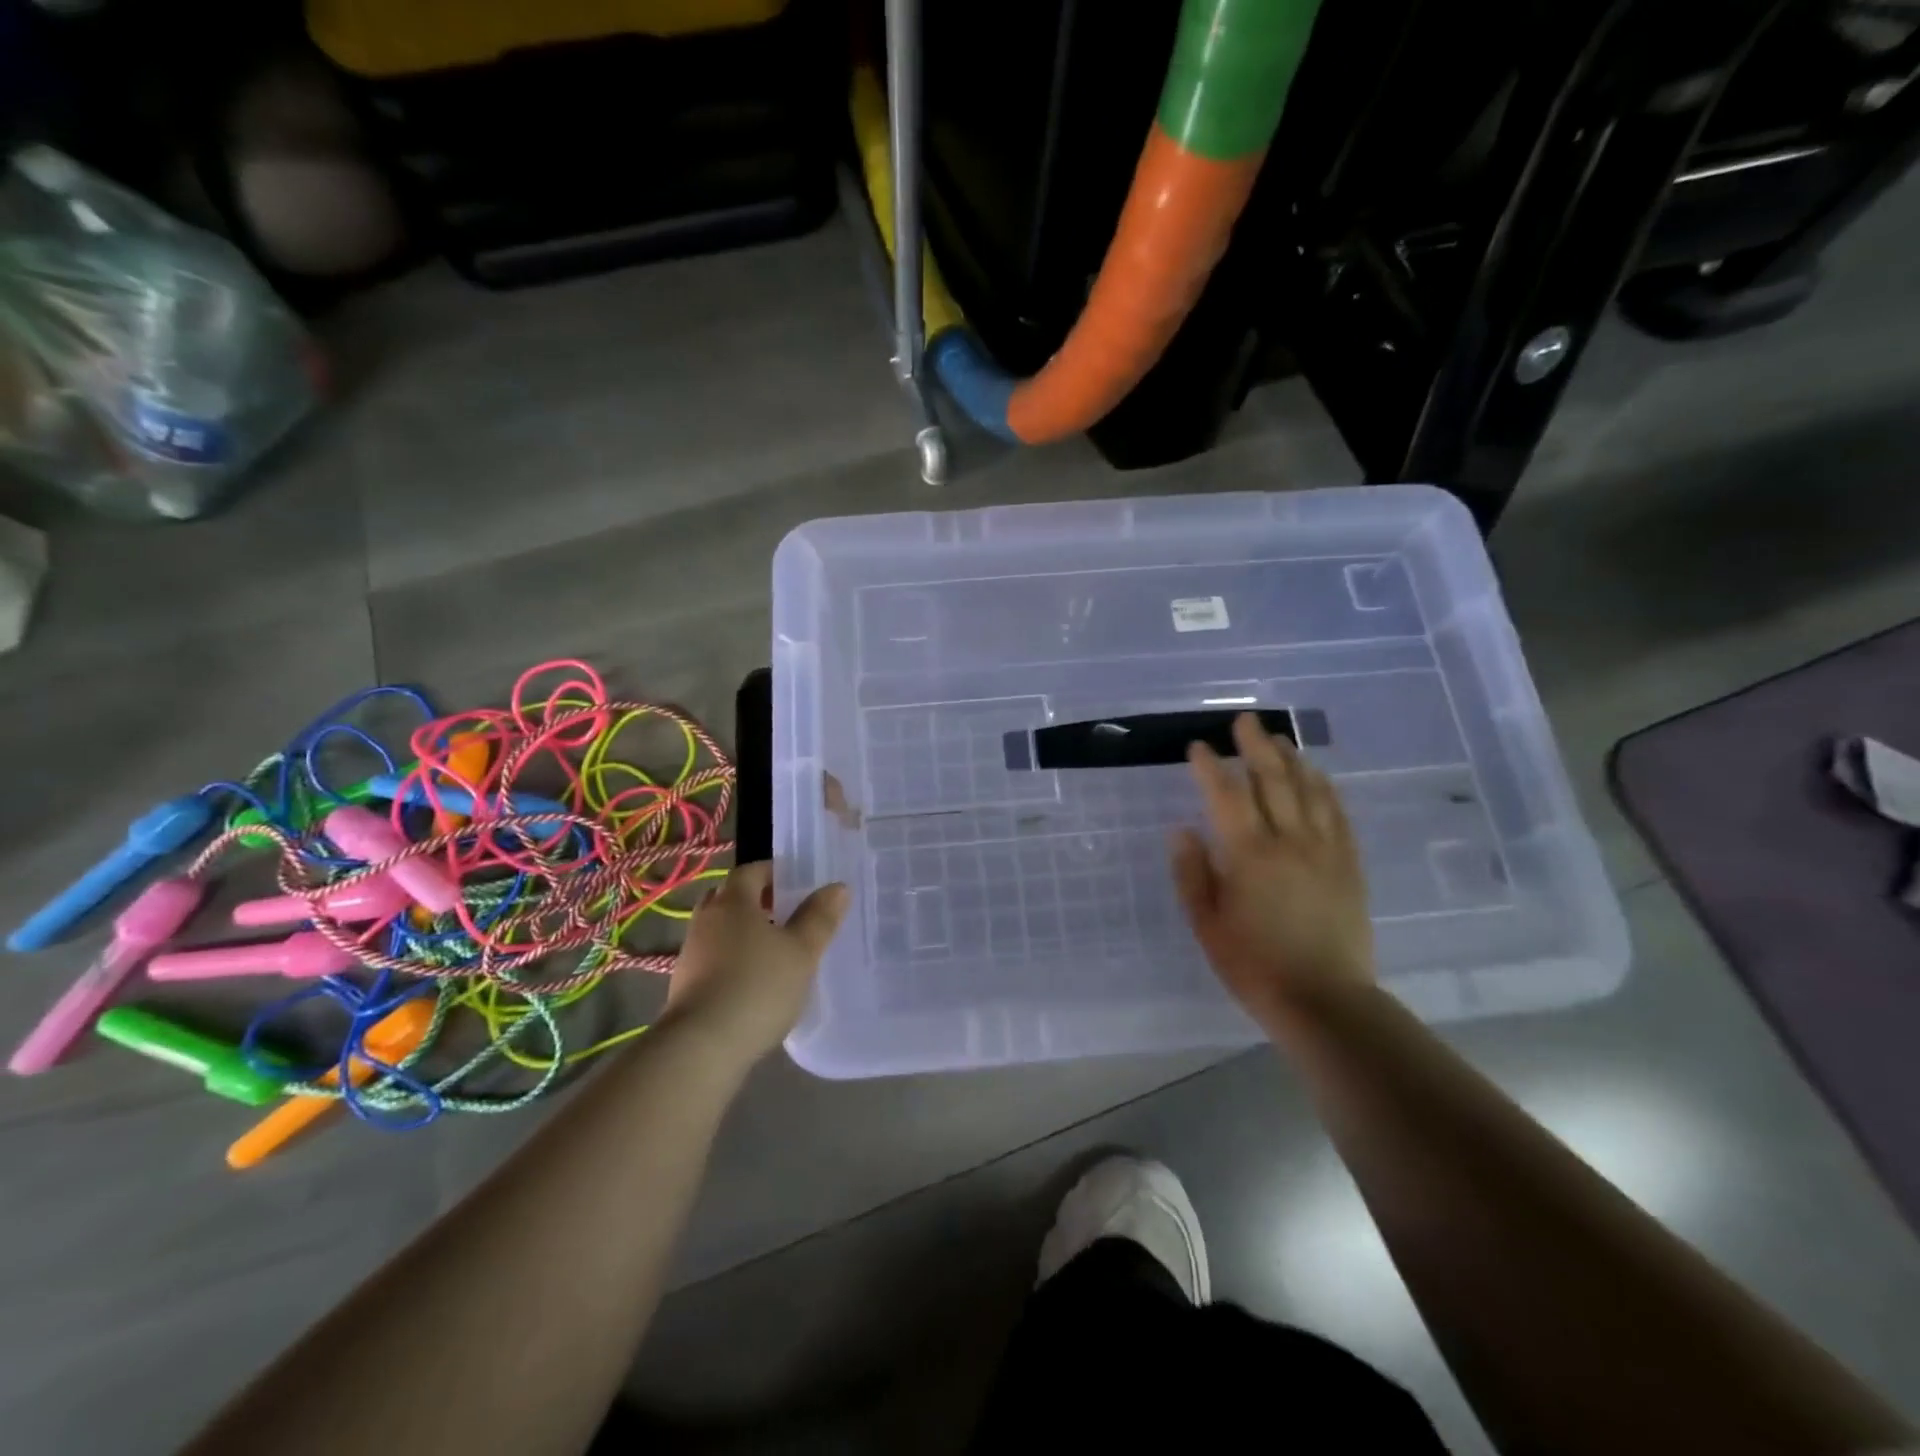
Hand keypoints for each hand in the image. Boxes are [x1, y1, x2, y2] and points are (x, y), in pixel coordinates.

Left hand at [662, 863, 848, 1067]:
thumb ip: (819, 918)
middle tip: (785, 912)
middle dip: (755, 900)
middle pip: (730, 897)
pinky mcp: (684, 985)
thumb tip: (838, 887)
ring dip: (742, 931)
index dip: (773, 871)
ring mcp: (691, 953)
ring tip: (773, 949)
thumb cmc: (758, 987)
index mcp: (733, 902)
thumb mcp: (802, 952)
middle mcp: (706, 919)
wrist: (701, 1046)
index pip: (751, 871)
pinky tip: (752, 981)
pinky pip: (712, 957)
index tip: (796, 881)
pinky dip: (731, 958)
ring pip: (719, 928)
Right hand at [1169, 713, 1374, 1023]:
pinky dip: (1325, 788)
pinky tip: (1318, 776)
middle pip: (1272, 780)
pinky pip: (1338, 814)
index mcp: (1248, 856)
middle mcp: (1289, 842)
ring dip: (1292, 759)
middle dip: (1255, 746)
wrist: (1325, 1000)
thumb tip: (1181, 830)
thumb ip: (1192, 874)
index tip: (1197, 747)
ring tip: (1278, 739)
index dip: (1209, 767)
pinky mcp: (1349, 865)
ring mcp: (1325, 850)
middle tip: (1244, 721)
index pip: (1225, 796)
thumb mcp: (1207, 925)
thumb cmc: (1254, 966)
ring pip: (1309, 790)